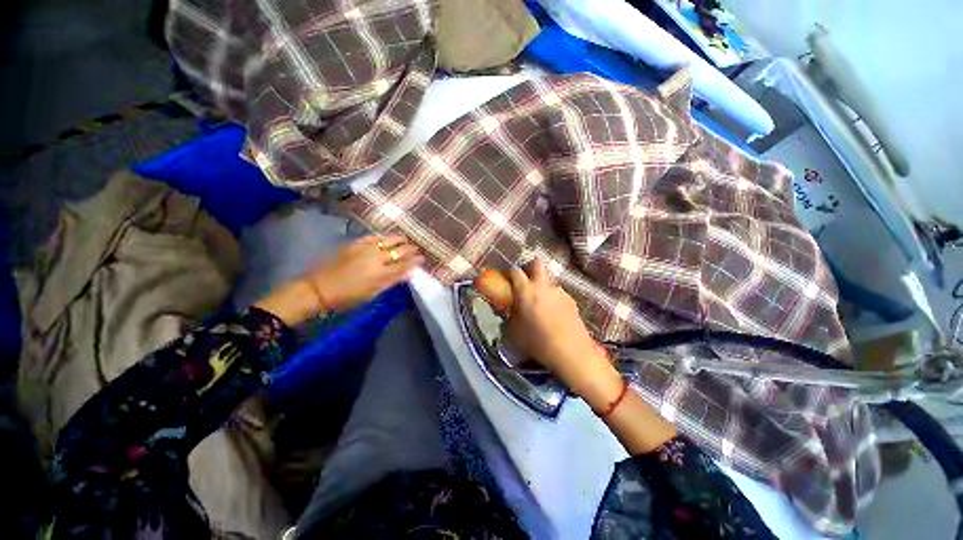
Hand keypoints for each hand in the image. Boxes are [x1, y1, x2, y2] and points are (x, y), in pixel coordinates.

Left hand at [256, 235, 421, 324]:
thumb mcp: (373, 293)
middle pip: (400, 249)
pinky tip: (386, 239)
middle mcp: (376, 257)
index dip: (416, 260)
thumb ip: (392, 281)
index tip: (423, 259)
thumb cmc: (348, 297)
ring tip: (405, 242)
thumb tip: (409, 273)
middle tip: (416, 251)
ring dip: (400, 240)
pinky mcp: (355, 243)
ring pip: (389, 239)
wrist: (318, 289)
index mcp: (382, 273)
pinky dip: (384, 237)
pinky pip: (374, 237)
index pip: (405, 263)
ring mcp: (365, 248)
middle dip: (411, 249)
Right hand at [506, 258, 621, 404]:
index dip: (509, 273)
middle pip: (537, 263)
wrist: (571, 352)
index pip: (515, 271)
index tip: (507, 280)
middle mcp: (543, 286)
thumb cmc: (538, 342)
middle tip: (525, 280)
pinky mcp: (571, 300)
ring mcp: (559, 292)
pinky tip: (554, 314)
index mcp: (526, 291)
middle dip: (530, 267)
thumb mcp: (514, 331)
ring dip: (542, 286)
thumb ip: (510, 315)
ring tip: (541, 304)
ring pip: (548, 280)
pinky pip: (557, 293)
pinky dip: (553, 298)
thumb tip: (509, 309)